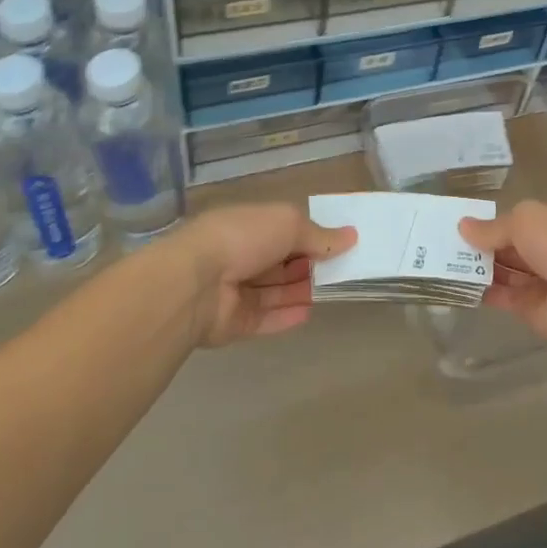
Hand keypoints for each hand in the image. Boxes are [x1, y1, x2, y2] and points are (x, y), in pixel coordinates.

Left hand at [171, 204, 355, 347]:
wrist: (195, 284)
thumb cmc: (243, 238)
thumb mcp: (289, 224)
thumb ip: (319, 235)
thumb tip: (351, 236)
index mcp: (247, 226)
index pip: (282, 230)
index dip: (309, 236)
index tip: (338, 244)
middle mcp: (238, 256)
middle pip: (279, 263)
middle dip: (307, 265)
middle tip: (340, 270)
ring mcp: (233, 291)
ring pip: (274, 291)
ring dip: (301, 291)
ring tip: (332, 291)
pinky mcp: (233, 323)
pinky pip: (265, 319)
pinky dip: (286, 316)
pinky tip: (310, 313)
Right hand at [458, 201, 546, 350]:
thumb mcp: (526, 220)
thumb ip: (494, 227)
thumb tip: (464, 227)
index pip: (524, 219)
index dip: (496, 221)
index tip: (465, 223)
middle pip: (512, 246)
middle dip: (484, 245)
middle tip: (444, 242)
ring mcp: (544, 281)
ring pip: (506, 271)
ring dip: (479, 267)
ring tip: (442, 261)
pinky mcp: (532, 310)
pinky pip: (503, 297)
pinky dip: (482, 291)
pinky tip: (456, 284)